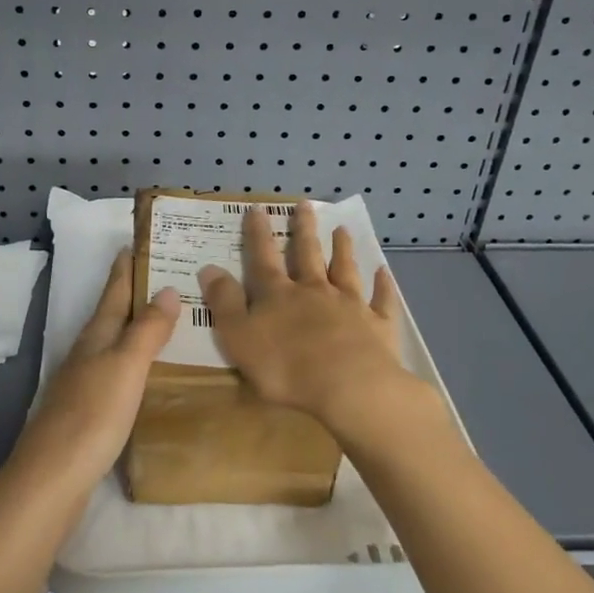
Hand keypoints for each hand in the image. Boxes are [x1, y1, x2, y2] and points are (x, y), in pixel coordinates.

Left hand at [5, 249, 180, 500]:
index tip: (139, 240)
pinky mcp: (89, 409)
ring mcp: (85, 381)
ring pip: (115, 342)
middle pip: (113, 313)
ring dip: (137, 326)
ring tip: (168, 318)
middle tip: (169, 275)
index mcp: (97, 335)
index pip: (115, 290)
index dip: (127, 266)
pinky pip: (118, 371)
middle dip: (136, 292)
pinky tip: (149, 371)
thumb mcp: (126, 366)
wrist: (53, 476)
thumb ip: (147, 329)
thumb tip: (168, 289)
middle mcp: (88, 352)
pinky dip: (135, 360)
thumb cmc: (93, 414)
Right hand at [197, 202, 423, 431]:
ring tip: (342, 230)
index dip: (258, 234)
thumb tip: (209, 268)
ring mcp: (350, 305)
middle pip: (308, 254)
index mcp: (279, 295)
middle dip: (304, 229)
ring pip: (345, 270)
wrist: (349, 387)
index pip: (264, 258)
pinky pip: (382, 300)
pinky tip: (384, 272)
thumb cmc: (285, 367)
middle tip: (305, 205)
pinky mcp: (378, 325)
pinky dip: (383, 285)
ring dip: (343, 249)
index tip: (257, 209)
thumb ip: (225, 302)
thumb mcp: (239, 336)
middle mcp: (315, 291)